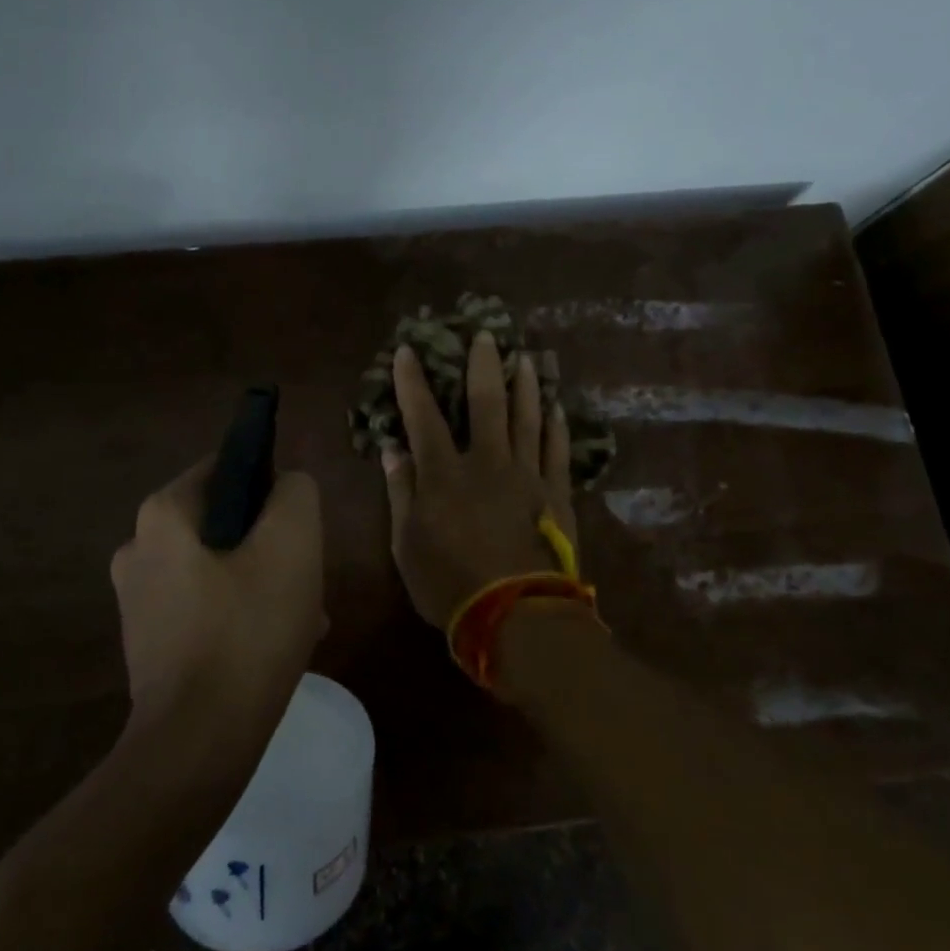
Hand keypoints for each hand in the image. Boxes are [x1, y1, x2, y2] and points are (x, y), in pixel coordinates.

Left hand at [110, 459, 325, 730]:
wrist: (198, 743)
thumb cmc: (247, 631)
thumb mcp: (292, 544)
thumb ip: (295, 493)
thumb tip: (286, 485)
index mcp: (162, 514)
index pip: (227, 468)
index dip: (270, 488)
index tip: (298, 528)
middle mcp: (138, 547)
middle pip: (224, 523)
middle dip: (270, 546)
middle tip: (306, 581)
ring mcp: (137, 598)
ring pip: (218, 568)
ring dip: (262, 584)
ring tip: (303, 621)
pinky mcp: (147, 641)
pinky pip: (203, 607)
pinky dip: (239, 616)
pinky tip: (273, 648)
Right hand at [382, 332, 578, 629]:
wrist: (518, 616)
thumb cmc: (451, 584)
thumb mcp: (407, 545)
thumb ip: (400, 492)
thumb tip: (391, 449)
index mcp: (444, 474)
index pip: (424, 416)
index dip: (413, 381)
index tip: (409, 350)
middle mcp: (487, 462)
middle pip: (486, 402)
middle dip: (483, 365)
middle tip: (487, 334)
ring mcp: (527, 474)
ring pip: (528, 417)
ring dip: (527, 384)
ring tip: (527, 357)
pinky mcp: (557, 493)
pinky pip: (558, 449)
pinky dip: (557, 424)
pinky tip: (557, 405)